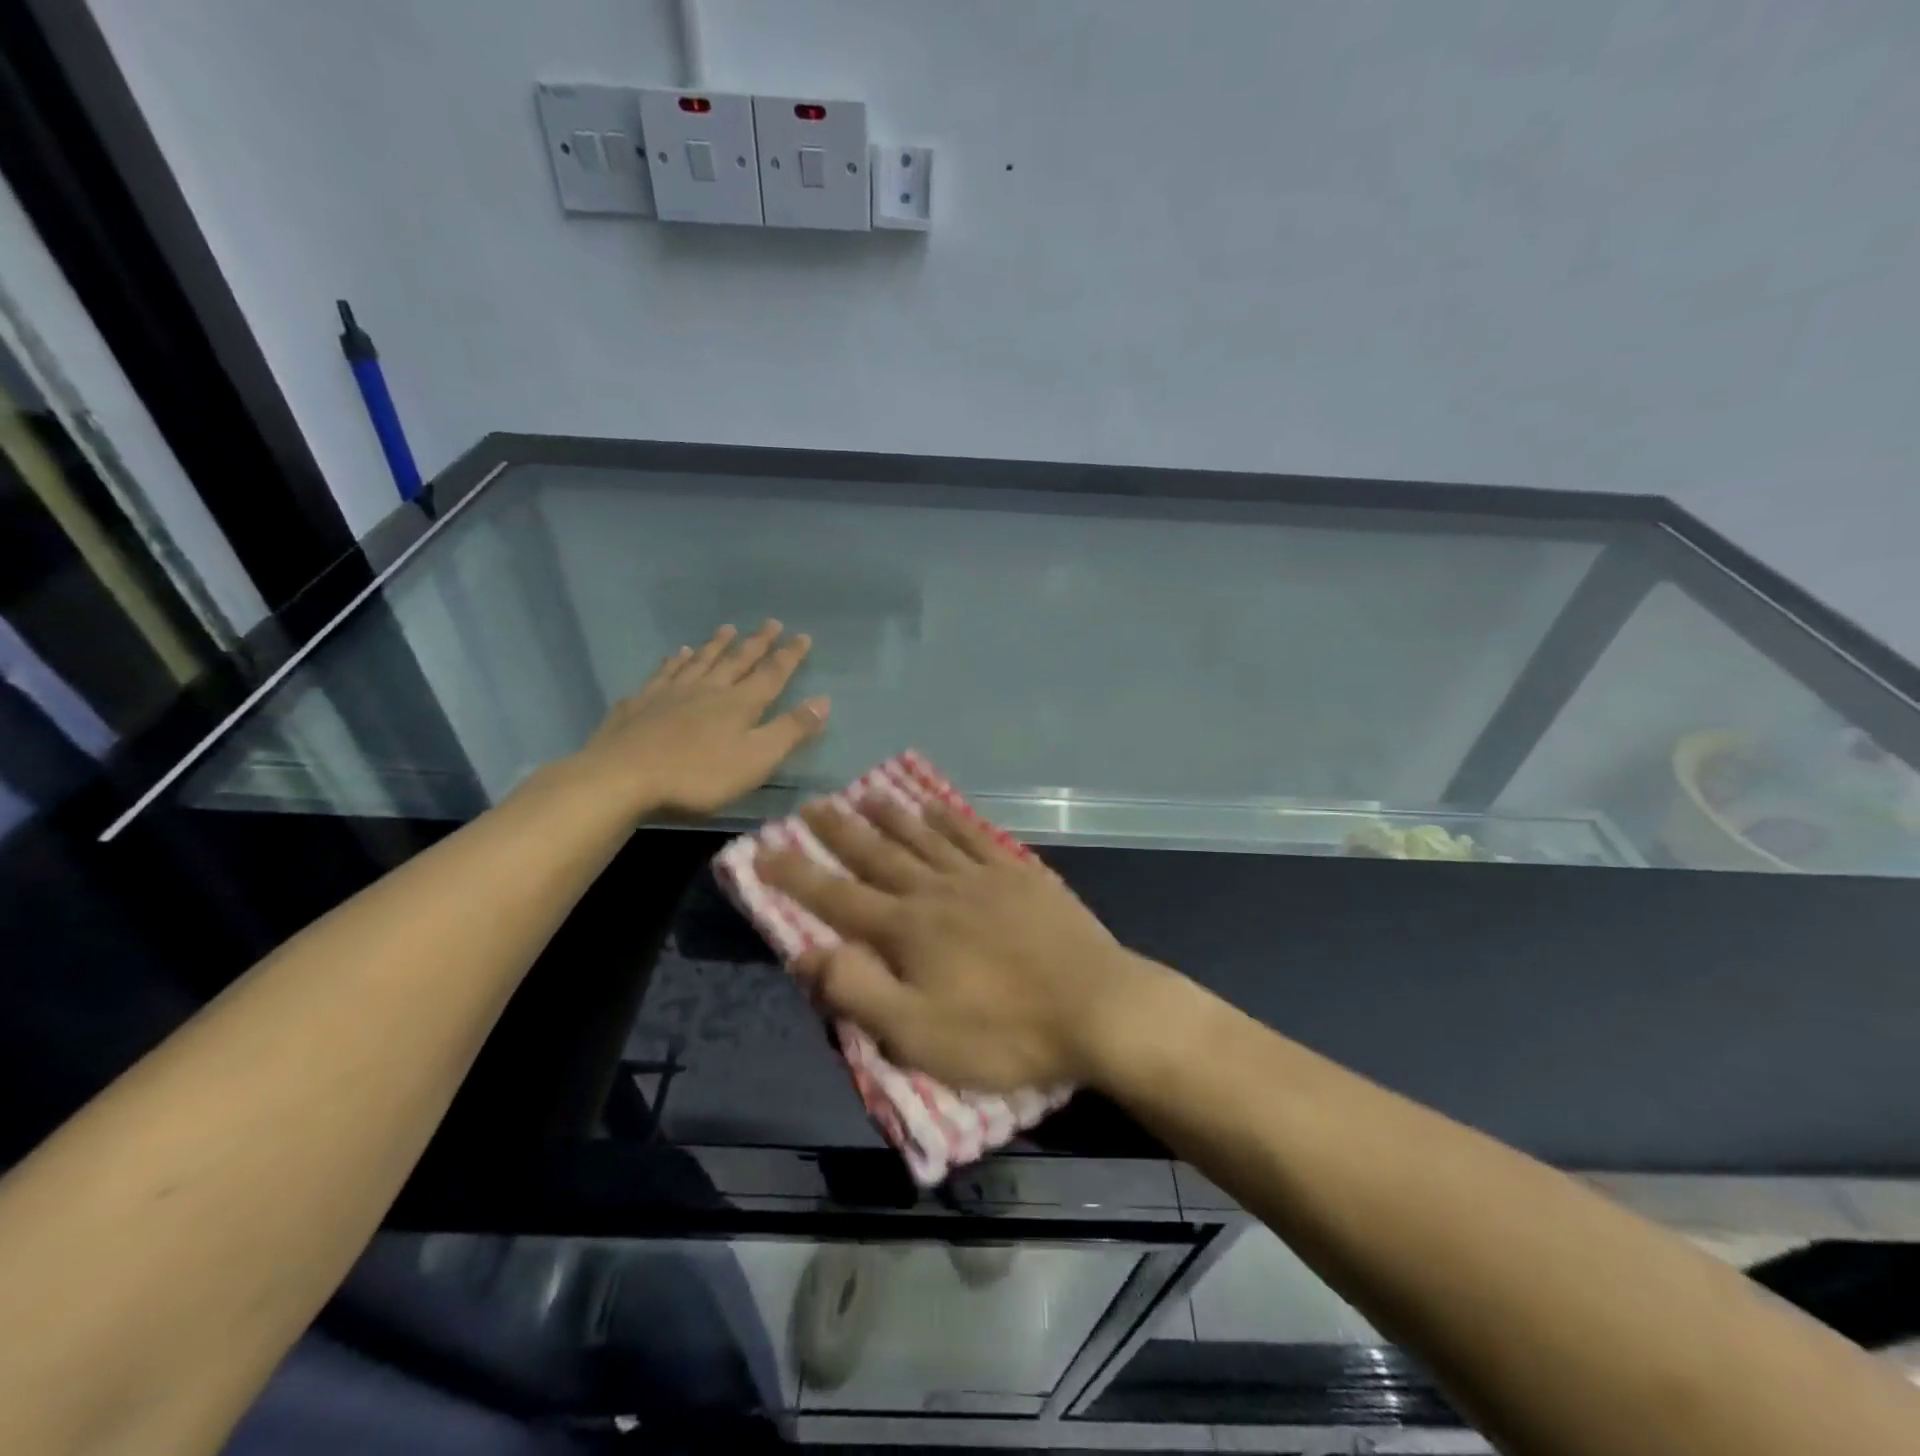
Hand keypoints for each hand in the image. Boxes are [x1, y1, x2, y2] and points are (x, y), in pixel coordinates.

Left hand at [572, 621, 828, 816]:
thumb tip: (823, 701)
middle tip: (771, 622)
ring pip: (701, 661)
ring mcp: (671, 693)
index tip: (802, 636)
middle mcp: (709, 689)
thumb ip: (790, 730)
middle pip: (737, 660)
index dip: (789, 656)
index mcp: (740, 703)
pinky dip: (676, 661)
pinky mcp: (642, 703)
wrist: (623, 777)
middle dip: (757, 643)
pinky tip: (679, 654)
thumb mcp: (756, 759)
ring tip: (727, 628)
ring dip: (717, 645)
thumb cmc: (699, 775)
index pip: (772, 674)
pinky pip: (665, 673)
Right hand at [760, 798, 1164, 1090]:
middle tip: (812, 804)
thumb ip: (857, 992)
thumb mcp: (918, 1034)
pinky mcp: (1020, 874)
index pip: (838, 898)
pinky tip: (936, 806)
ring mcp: (982, 877)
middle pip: (878, 855)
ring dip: (891, 815)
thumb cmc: (1003, 1032)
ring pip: (924, 837)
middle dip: (840, 832)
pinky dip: (949, 819)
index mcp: (907, 929)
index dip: (797, 877)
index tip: (763, 851)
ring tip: (866, 793)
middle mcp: (937, 891)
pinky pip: (974, 836)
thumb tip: (806, 953)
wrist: (1097, 1007)